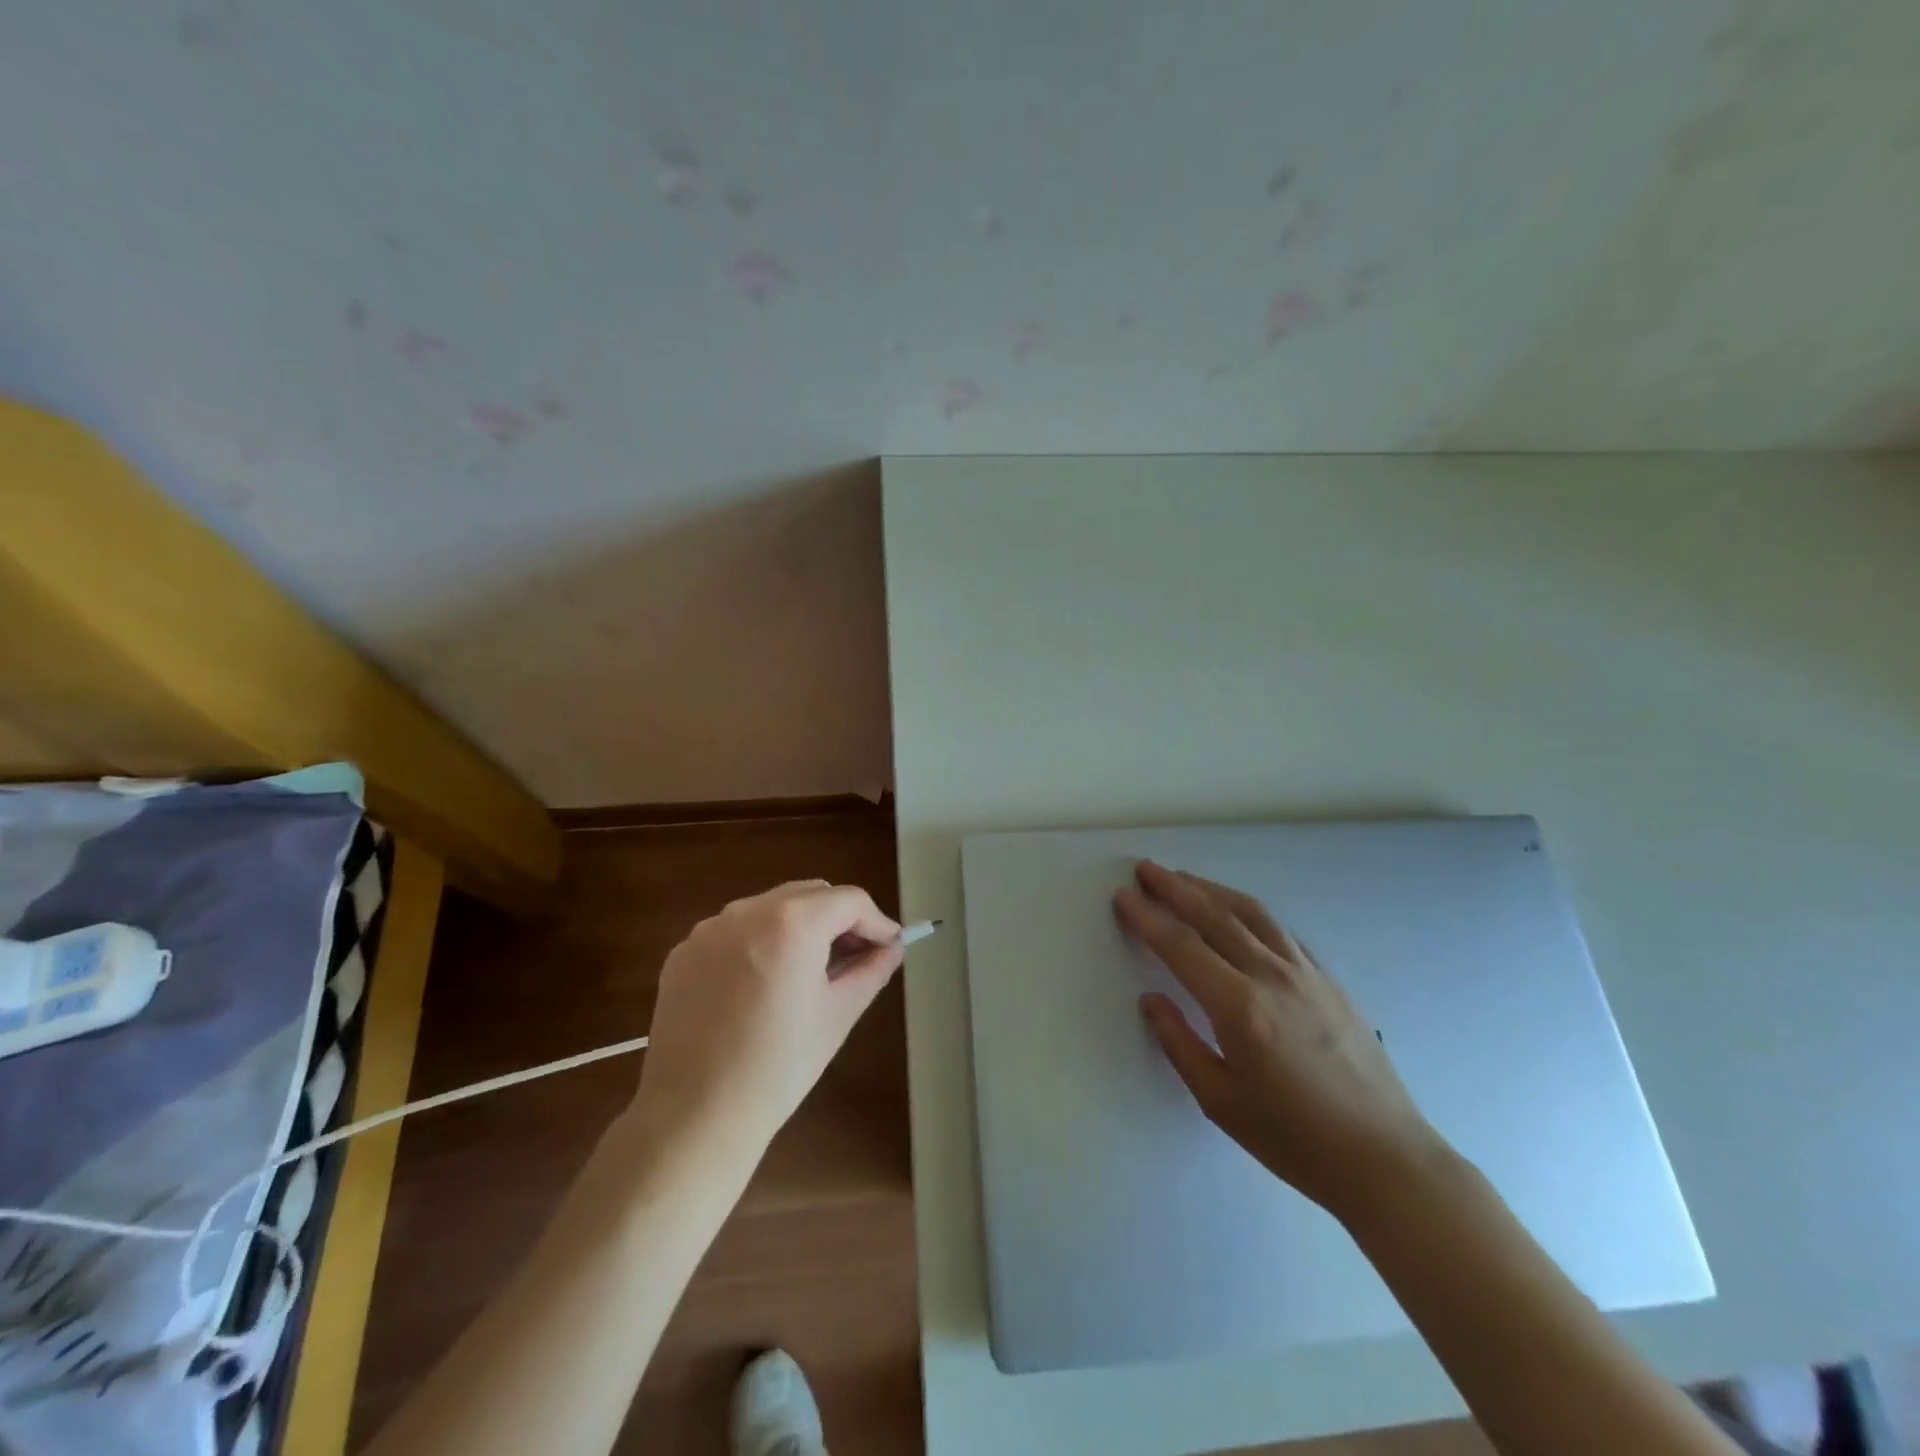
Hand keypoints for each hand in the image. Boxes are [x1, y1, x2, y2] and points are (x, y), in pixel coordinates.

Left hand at [633, 880, 902, 1148]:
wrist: (694, 1115)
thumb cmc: (778, 1067)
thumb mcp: (837, 1016)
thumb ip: (871, 970)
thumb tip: (892, 947)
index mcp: (792, 923)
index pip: (849, 900)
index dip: (876, 921)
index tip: (889, 945)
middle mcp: (748, 911)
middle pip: (809, 894)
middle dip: (838, 918)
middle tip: (854, 957)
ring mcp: (709, 929)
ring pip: (771, 907)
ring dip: (798, 926)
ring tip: (807, 972)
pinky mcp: (683, 952)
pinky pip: (735, 930)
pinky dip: (759, 942)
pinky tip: (760, 985)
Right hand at [1114, 860, 1449, 1223]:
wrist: (1384, 1159)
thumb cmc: (1294, 1139)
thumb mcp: (1220, 1101)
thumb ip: (1179, 1043)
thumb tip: (1151, 999)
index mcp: (1240, 1007)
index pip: (1181, 946)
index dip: (1147, 917)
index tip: (1123, 895)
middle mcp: (1272, 976)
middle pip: (1214, 915)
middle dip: (1174, 887)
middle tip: (1145, 868)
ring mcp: (1306, 973)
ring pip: (1251, 913)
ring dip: (1212, 889)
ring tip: (1184, 877)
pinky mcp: (1330, 979)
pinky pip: (1281, 931)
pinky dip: (1249, 911)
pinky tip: (1238, 913)